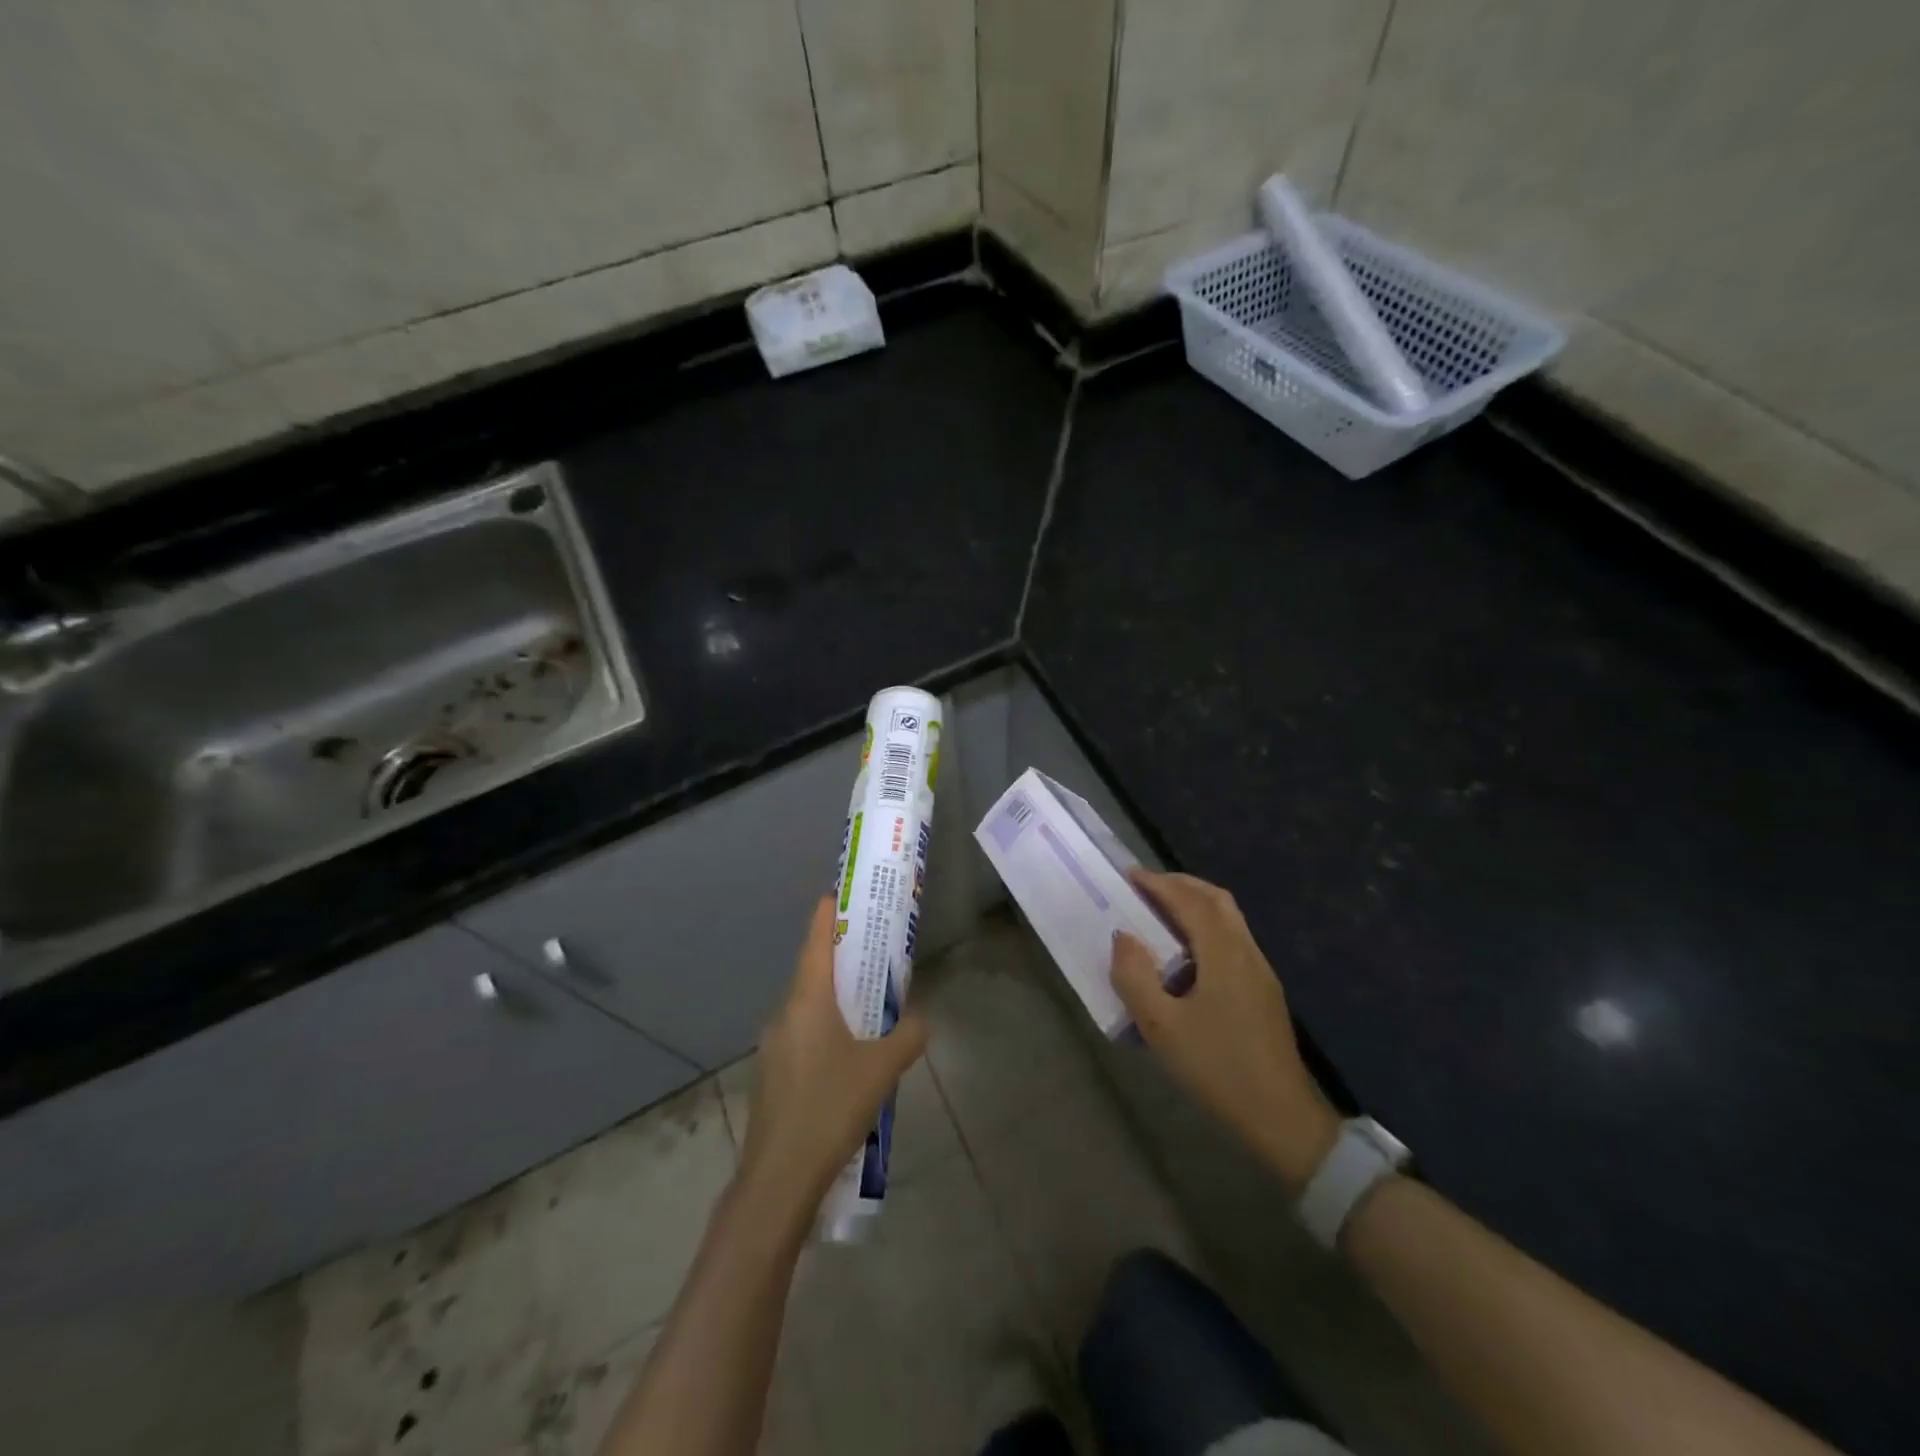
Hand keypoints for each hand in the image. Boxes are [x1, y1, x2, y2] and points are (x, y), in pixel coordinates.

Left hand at [740, 896, 928, 1213]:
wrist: (778, 1179)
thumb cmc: (831, 1107)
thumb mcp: (882, 1068)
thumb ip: (907, 1035)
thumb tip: (918, 1020)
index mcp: (807, 999)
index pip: (816, 939)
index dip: (828, 912)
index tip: (843, 894)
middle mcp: (784, 1013)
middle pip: (813, 971)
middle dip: (842, 959)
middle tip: (874, 954)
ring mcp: (773, 1046)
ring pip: (808, 1006)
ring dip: (835, 998)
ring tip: (869, 1007)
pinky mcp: (772, 1075)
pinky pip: (802, 1035)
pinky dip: (825, 1028)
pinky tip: (848, 1058)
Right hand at [1111, 869, 1338, 1191]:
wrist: (1282, 1117)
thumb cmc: (1218, 1068)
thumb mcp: (1161, 1027)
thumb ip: (1135, 977)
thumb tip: (1123, 937)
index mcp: (1223, 953)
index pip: (1190, 901)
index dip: (1159, 884)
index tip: (1129, 876)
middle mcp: (1246, 951)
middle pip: (1216, 899)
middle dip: (1180, 885)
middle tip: (1144, 888)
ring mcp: (1260, 970)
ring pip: (1228, 918)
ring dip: (1194, 905)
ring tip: (1160, 914)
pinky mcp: (1263, 990)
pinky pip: (1232, 938)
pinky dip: (1205, 926)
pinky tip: (1186, 953)